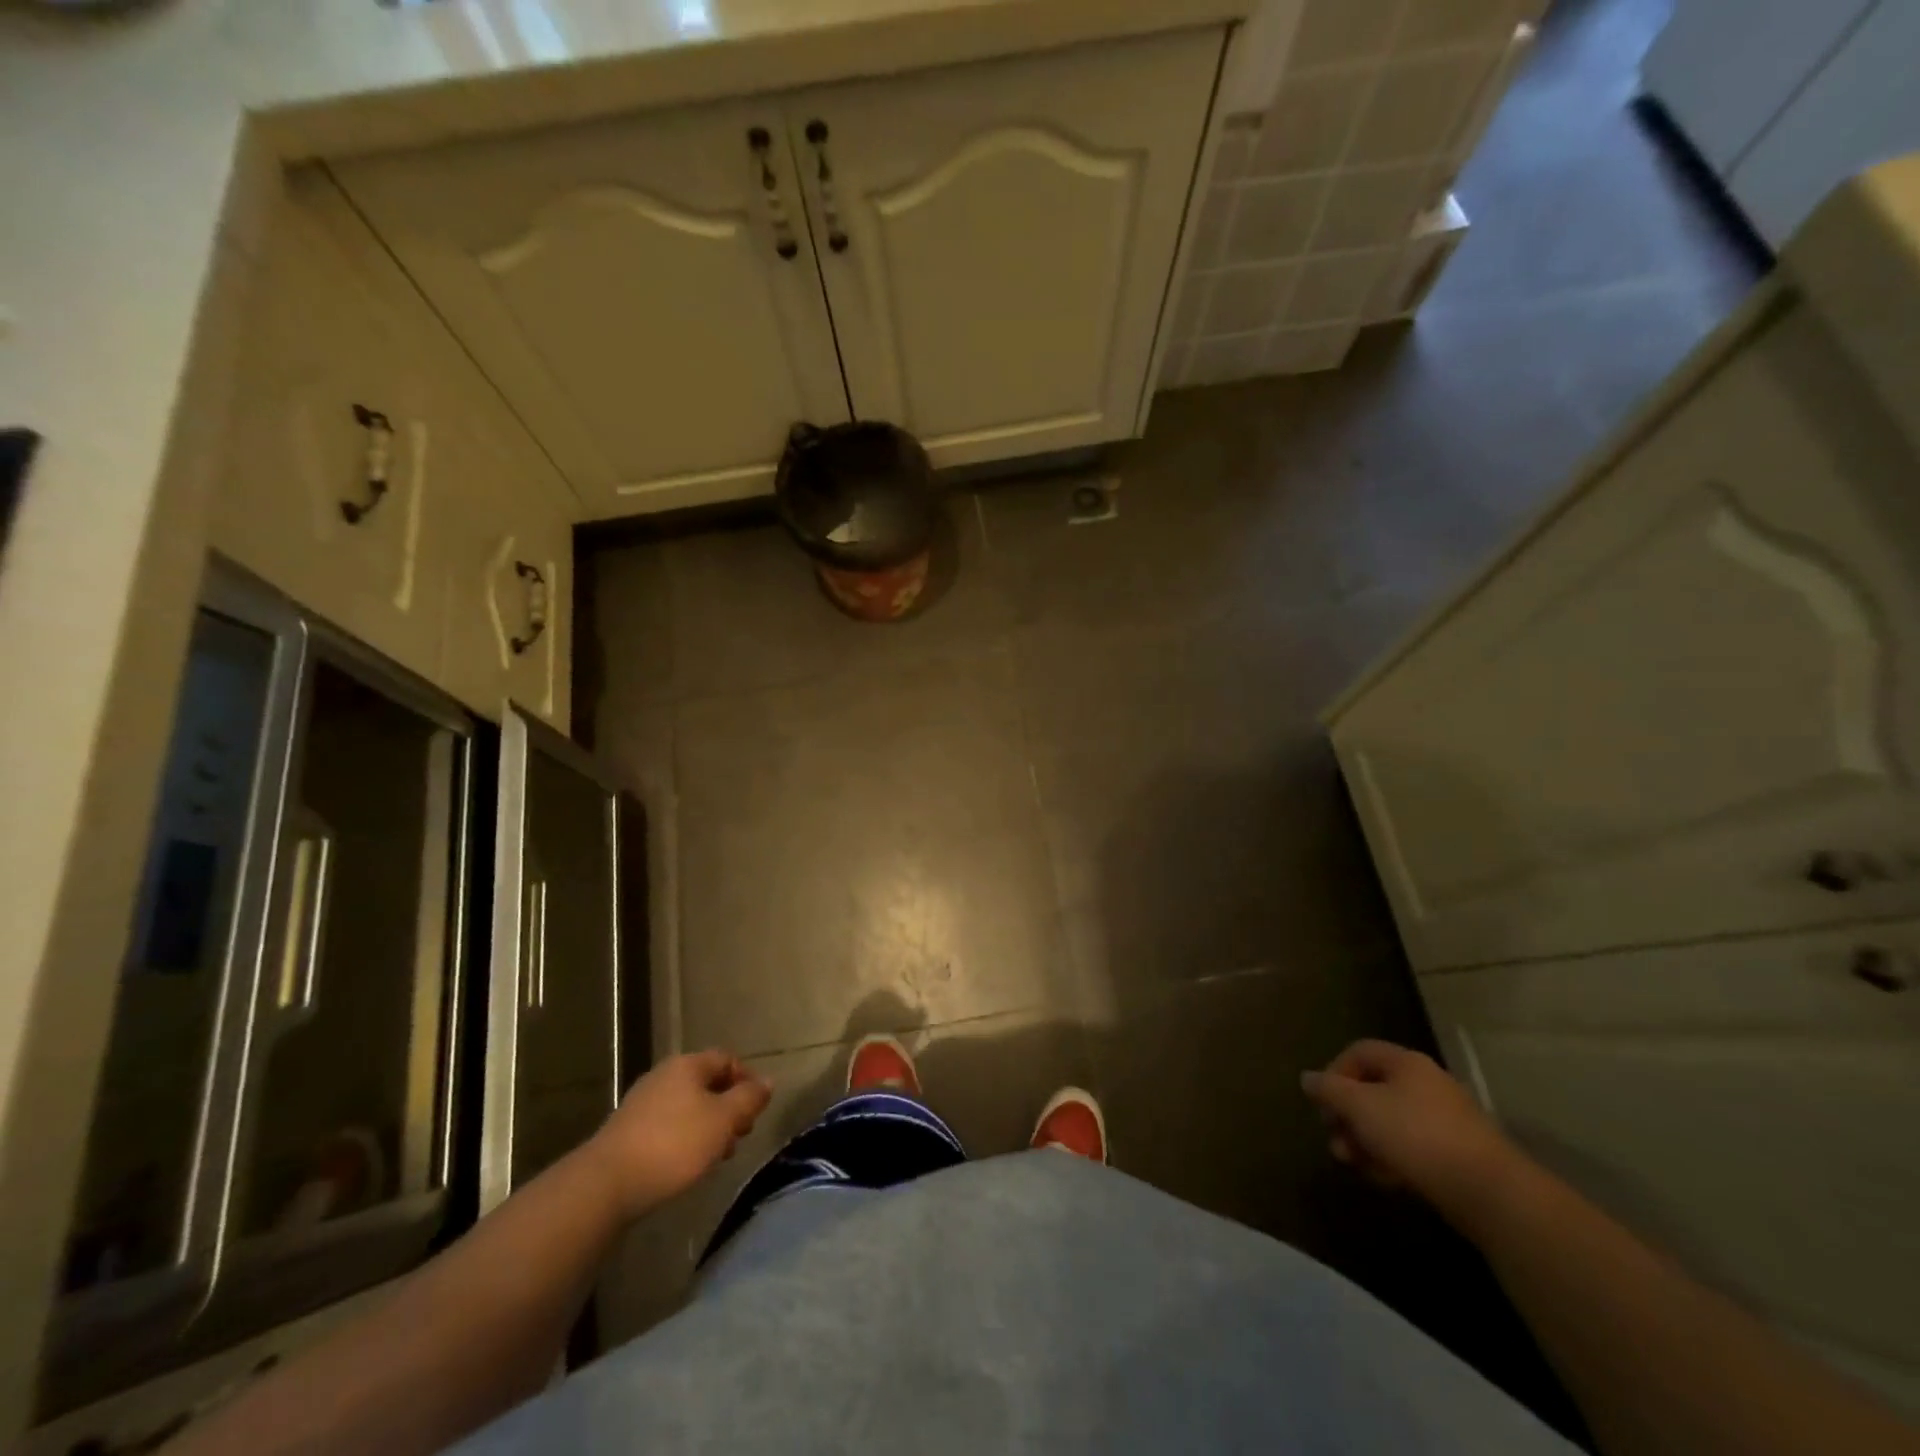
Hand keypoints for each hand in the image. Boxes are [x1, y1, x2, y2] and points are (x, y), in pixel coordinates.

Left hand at [584, 1050, 771, 1218]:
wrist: (606, 1184)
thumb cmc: (674, 1144)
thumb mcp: (723, 1120)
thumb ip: (748, 1099)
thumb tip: (767, 1082)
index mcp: (687, 1065)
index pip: (727, 1059)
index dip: (747, 1079)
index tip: (757, 1109)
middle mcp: (664, 1075)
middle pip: (707, 1083)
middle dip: (728, 1107)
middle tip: (740, 1135)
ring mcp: (642, 1103)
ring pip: (688, 1107)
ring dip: (708, 1126)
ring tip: (717, 1156)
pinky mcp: (628, 1131)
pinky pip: (668, 1126)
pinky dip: (685, 1138)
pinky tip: (688, 1164)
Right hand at [1301, 1040, 1520, 1218]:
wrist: (1490, 1193)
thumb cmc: (1416, 1136)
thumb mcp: (1360, 1107)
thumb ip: (1329, 1089)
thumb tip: (1307, 1078)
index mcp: (1405, 1063)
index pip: (1357, 1052)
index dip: (1333, 1073)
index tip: (1323, 1103)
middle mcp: (1425, 1084)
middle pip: (1371, 1090)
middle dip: (1347, 1116)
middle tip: (1335, 1140)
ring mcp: (1443, 1120)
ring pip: (1389, 1122)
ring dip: (1365, 1141)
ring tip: (1356, 1165)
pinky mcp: (1455, 1154)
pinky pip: (1411, 1147)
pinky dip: (1392, 1159)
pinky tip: (1386, 1179)